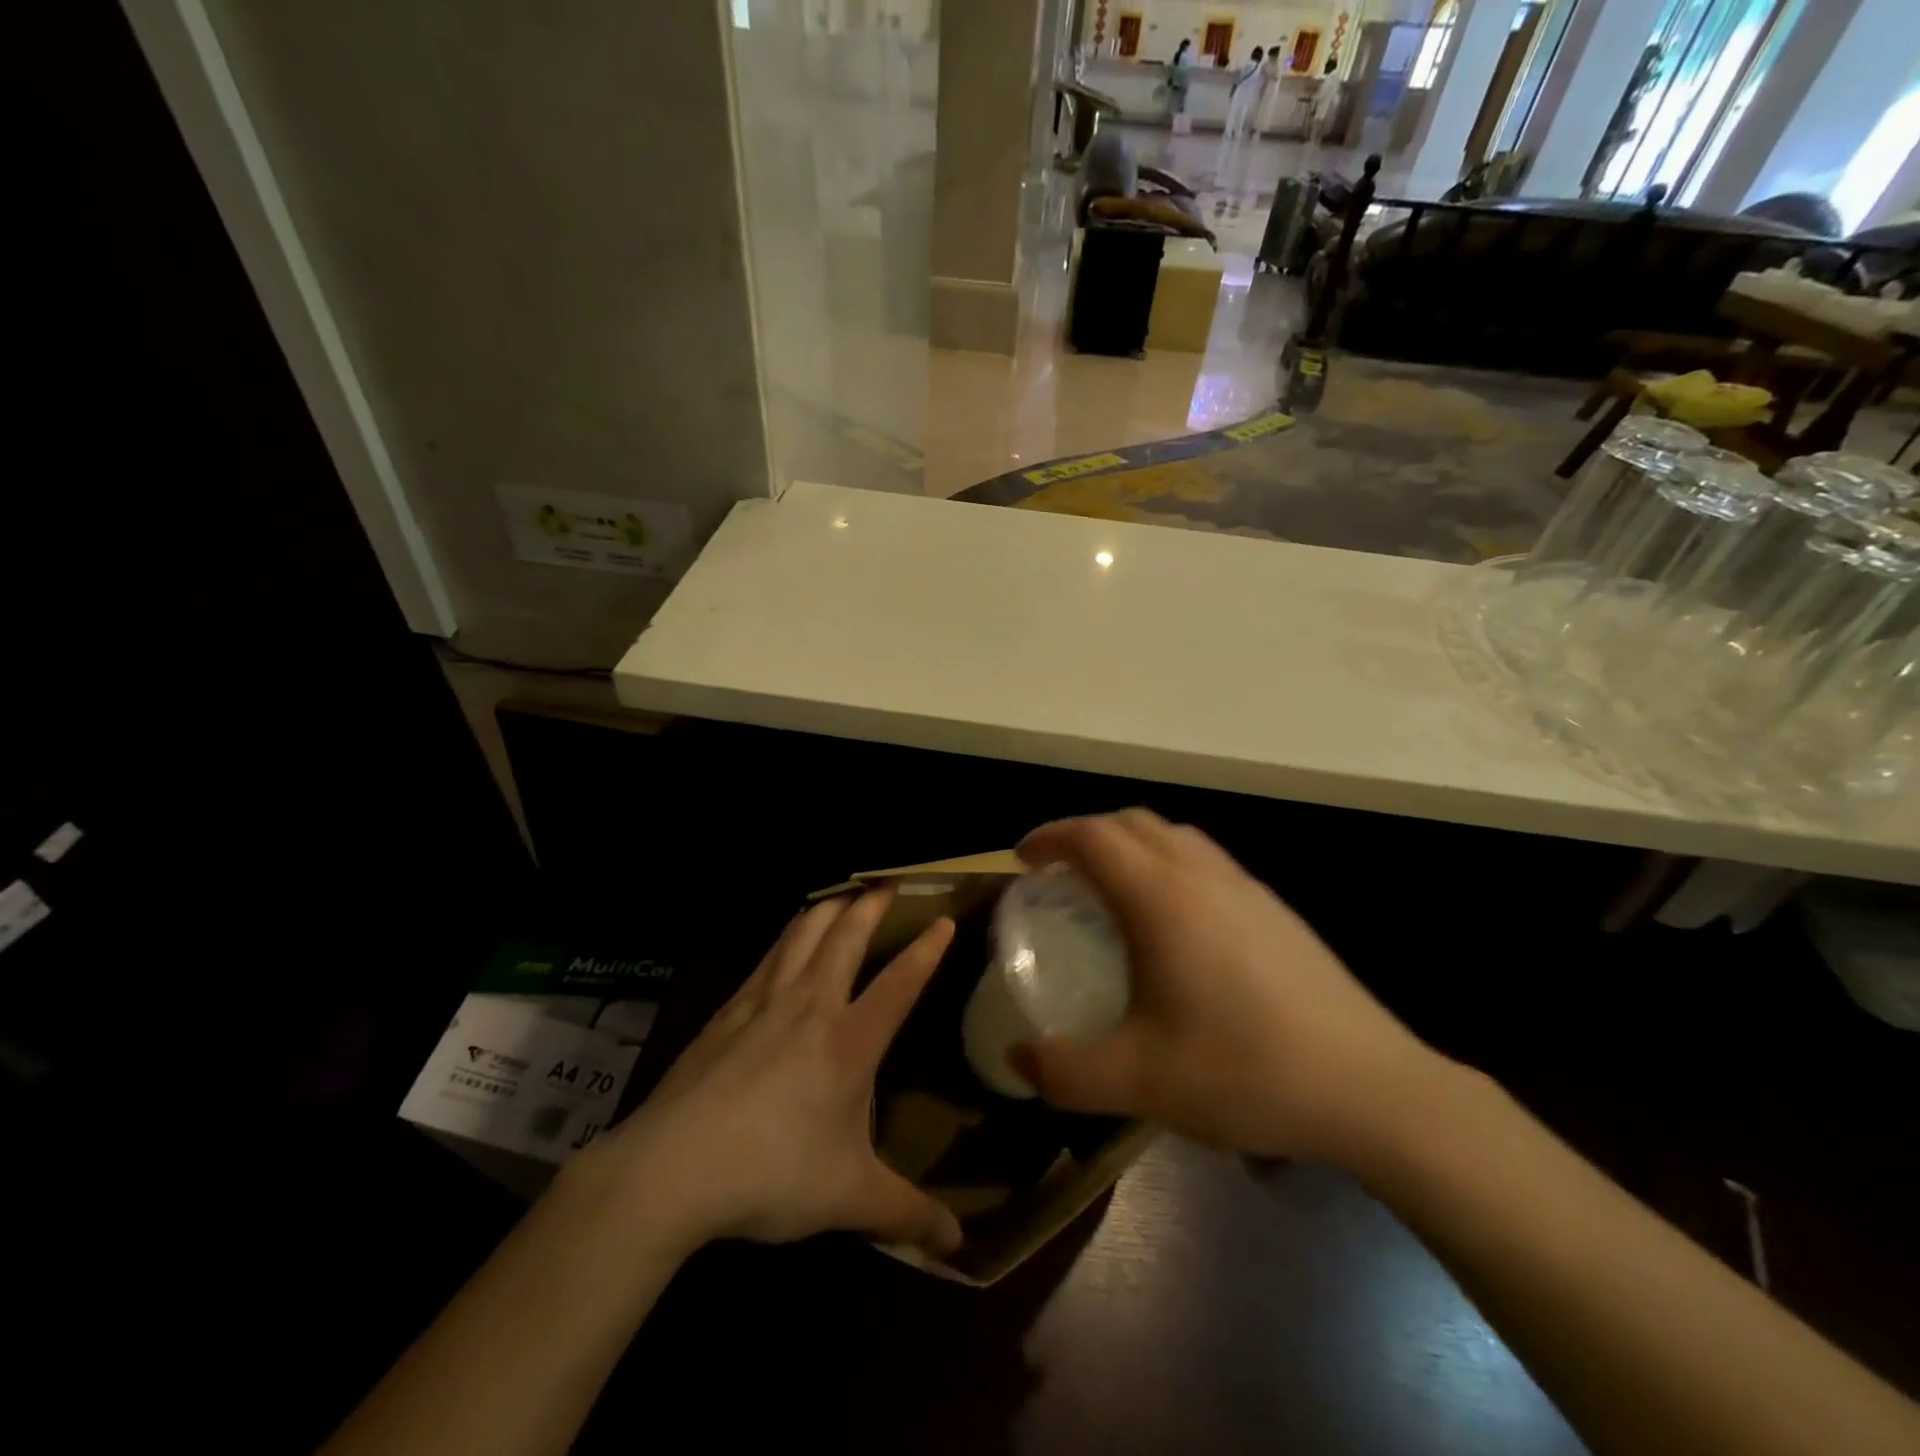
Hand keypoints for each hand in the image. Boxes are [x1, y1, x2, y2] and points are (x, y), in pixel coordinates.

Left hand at [590, 890, 962, 1255]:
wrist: (672, 1167)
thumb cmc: (772, 1174)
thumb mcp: (848, 1199)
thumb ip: (906, 1215)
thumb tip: (958, 1246)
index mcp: (850, 1041)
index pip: (900, 982)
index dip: (926, 949)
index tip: (944, 920)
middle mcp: (811, 1005)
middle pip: (846, 936)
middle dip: (871, 905)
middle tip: (888, 884)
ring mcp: (764, 1001)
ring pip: (801, 933)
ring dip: (827, 909)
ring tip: (841, 897)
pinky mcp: (727, 1010)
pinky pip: (766, 957)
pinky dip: (786, 937)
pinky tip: (784, 944)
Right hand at [1010, 810, 1439, 1164]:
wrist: (1372, 1087)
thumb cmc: (1245, 1070)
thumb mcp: (1139, 1081)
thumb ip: (1065, 1070)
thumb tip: (1018, 1058)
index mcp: (1161, 897)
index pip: (1092, 837)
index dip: (1050, 837)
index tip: (1022, 860)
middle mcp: (1200, 874)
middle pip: (1131, 823)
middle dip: (1085, 834)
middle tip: (1058, 872)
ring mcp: (1245, 886)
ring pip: (1173, 836)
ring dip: (1130, 844)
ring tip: (1110, 889)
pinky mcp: (1275, 908)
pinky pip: (1203, 859)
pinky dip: (1167, 864)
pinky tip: (1173, 923)